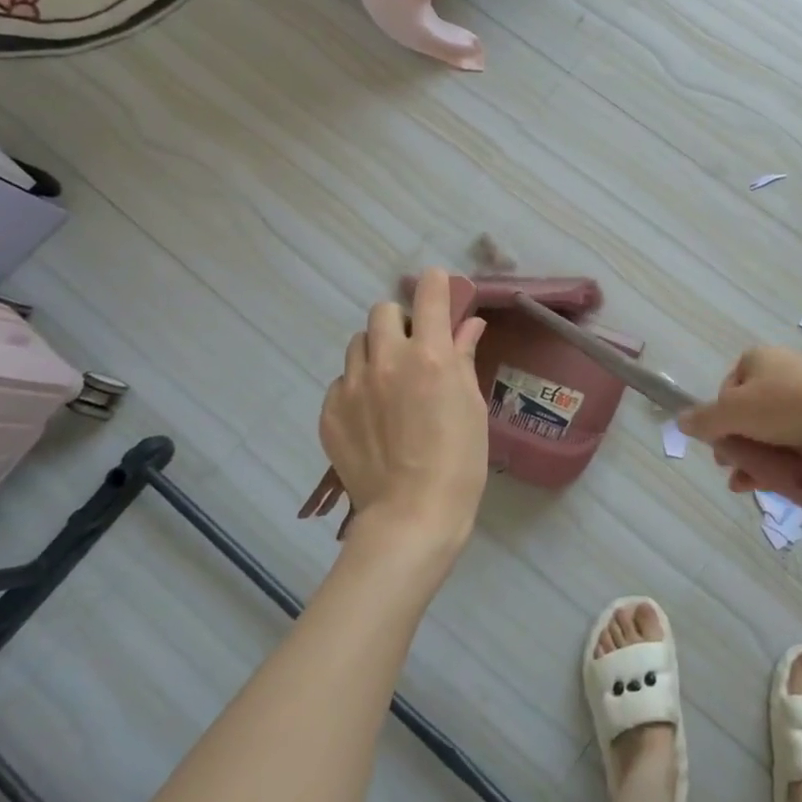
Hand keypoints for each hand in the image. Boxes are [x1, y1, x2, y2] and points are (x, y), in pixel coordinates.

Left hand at [318, 269, 489, 549]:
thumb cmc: (459, 461)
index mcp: (430, 355)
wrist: (411, 516)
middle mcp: (388, 360)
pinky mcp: (330, 412)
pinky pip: (341, 381)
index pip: (429, 293)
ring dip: (375, 351)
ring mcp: (353, 386)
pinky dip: (357, 387)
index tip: (440, 290)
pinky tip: (371, 416)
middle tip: (413, 348)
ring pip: (358, 344)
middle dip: (400, 321)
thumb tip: (469, 324)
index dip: (437, 285)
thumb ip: (465, 357)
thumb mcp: (472, 405)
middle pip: (383, 311)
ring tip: (388, 382)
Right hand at [678, 346, 801, 480]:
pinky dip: (777, 464)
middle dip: (735, 442)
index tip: (718, 440)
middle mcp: (781, 374)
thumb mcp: (734, 411)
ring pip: (769, 433)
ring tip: (742, 485)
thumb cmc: (784, 406)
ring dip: (752, 459)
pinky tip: (766, 487)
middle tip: (728, 466)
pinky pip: (791, 445)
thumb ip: (705, 419)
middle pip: (747, 412)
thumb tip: (680, 420)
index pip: (727, 388)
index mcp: (758, 360)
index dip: (719, 416)